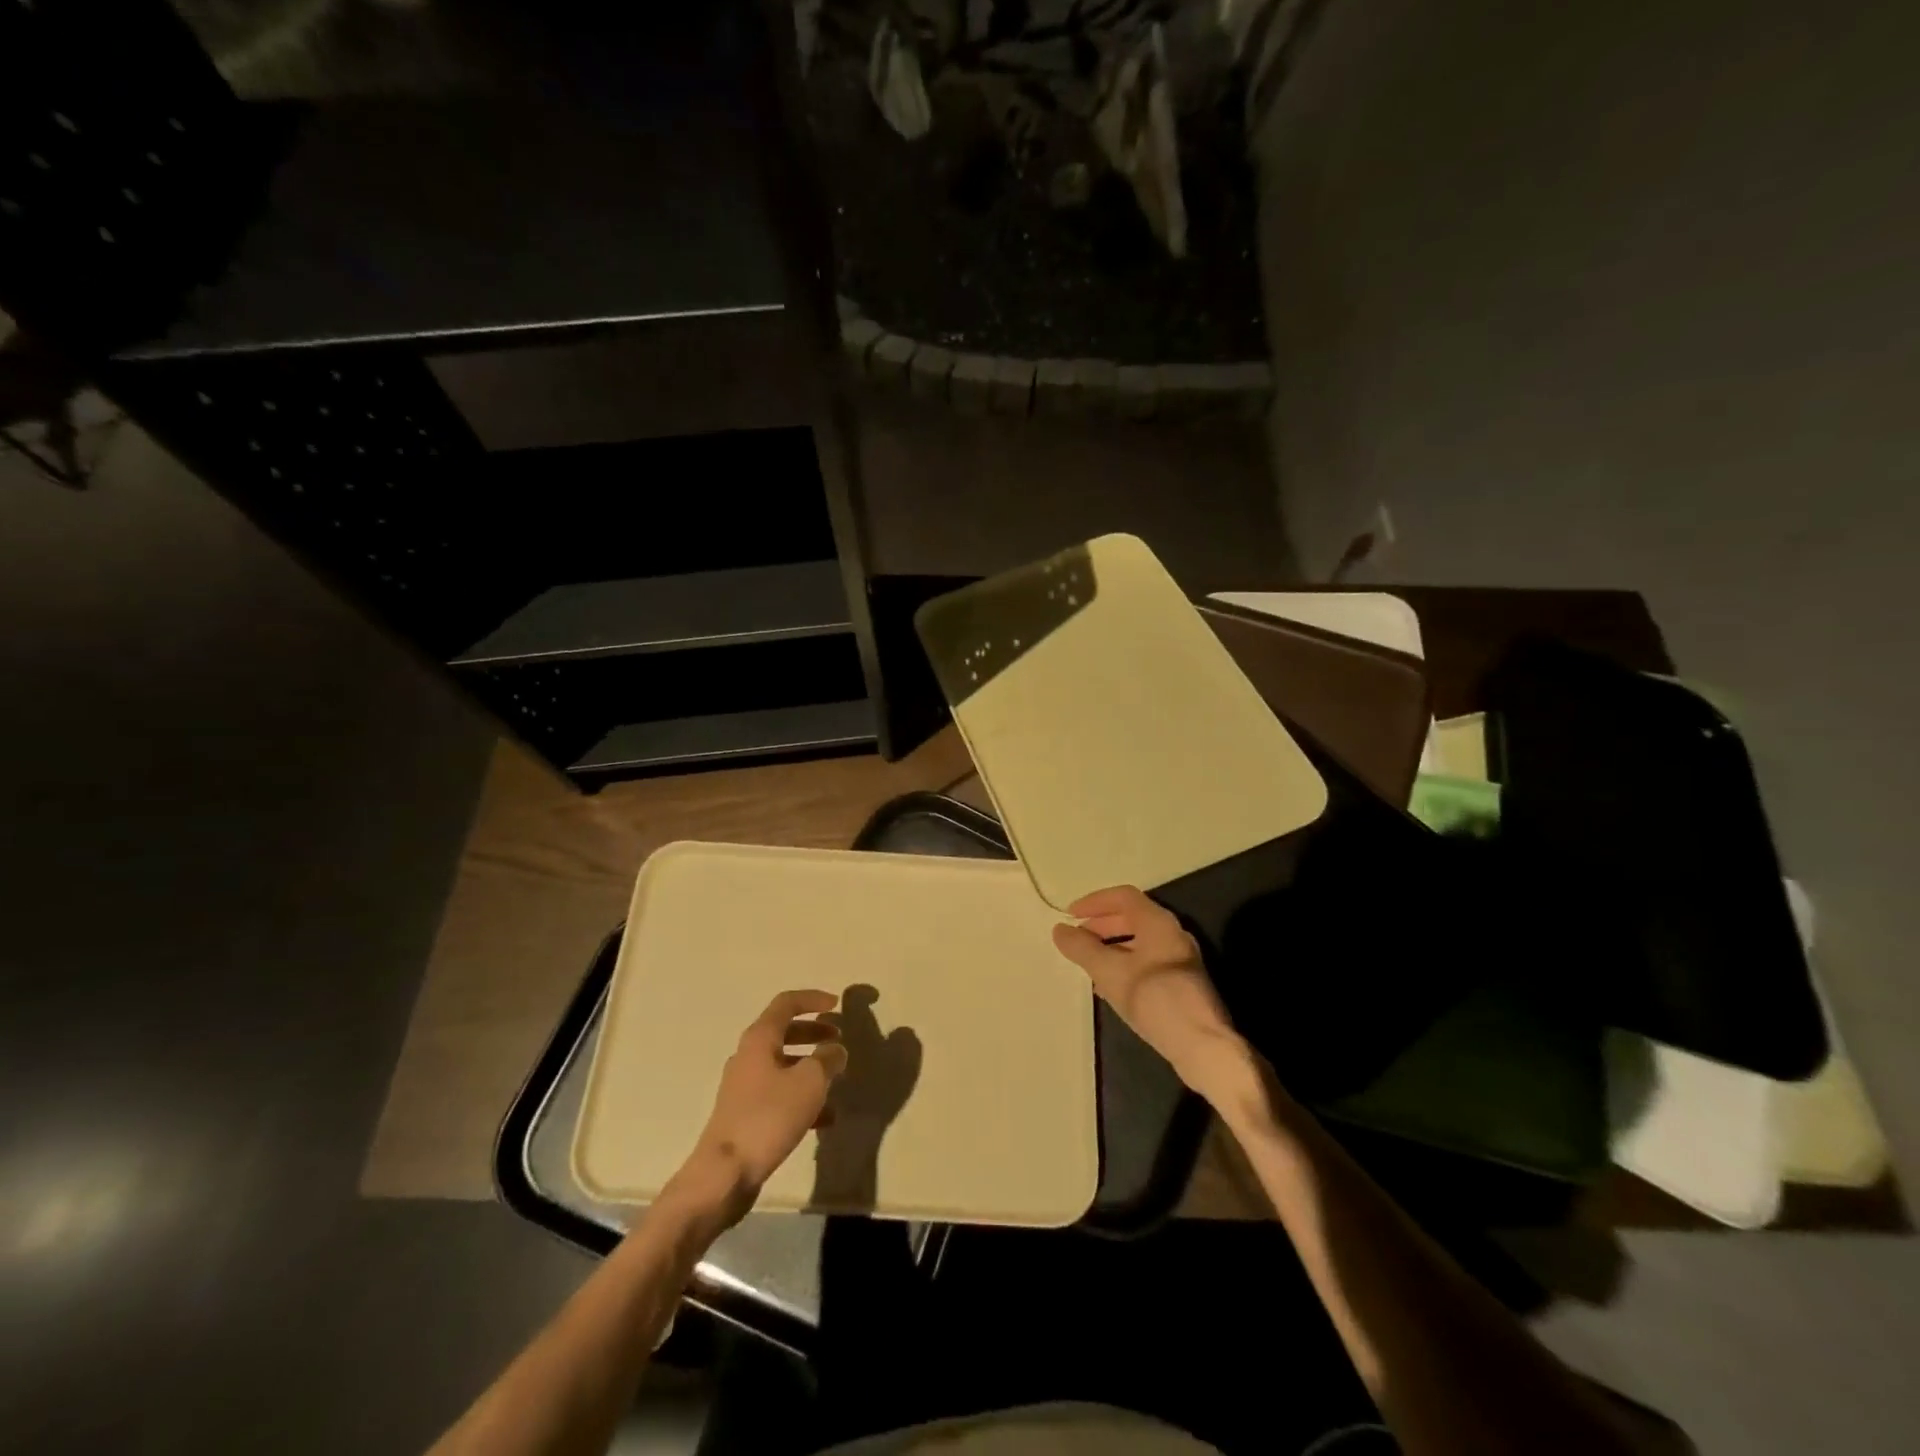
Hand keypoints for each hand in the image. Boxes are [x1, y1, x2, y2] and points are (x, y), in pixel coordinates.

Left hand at [668, 990, 848, 1226]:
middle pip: (784, 1033)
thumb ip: (827, 1059)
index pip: (786, 1003)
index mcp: (759, 1039)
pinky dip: (802, 1097)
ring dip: (811, 1067)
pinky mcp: (746, 1116)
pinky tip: (825, 1118)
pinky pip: (780, 1096)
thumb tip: (835, 1050)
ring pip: (784, 1066)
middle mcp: (748, 1057)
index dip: (813, 999)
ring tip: (837, 1080)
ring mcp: (744, 1088)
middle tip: (838, 1040)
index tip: (837, 1005)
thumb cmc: (768, 1117)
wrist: (724, 1174)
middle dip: (814, 1033)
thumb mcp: (809, 1082)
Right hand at [1052, 886, 1249, 1102]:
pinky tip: (1110, 987)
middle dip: (1101, 924)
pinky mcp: (1182, 983)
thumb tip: (1059, 930)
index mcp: (1158, 923)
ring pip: (1139, 941)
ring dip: (1111, 946)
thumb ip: (1082, 948)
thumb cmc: (1154, 999)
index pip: (1123, 896)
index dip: (1094, 902)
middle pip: (1132, 917)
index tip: (1071, 915)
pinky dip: (1125, 964)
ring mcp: (1180, 959)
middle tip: (1077, 939)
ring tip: (1089, 964)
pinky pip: (1147, 962)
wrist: (1203, 1046)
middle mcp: (1172, 934)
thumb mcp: (1109, 972)